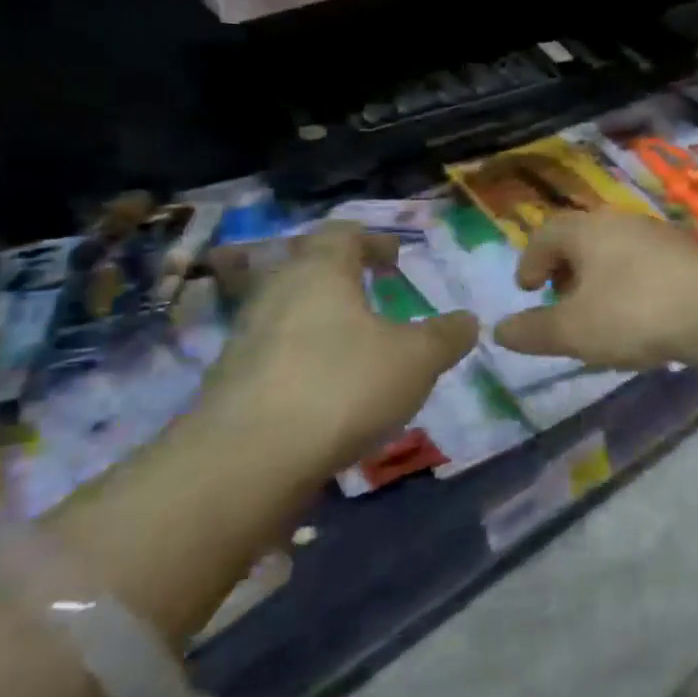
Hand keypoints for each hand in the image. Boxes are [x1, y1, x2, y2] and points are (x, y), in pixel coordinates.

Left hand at [200, 222, 477, 472]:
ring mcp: (246, 338)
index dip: (372, 240)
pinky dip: (304, 359)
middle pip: (306, 268)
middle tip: (374, 295)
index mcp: (319, 271)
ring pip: (289, 312)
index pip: (342, 234)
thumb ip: (446, 335)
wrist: (245, 462)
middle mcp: (276, 293)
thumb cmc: (342, 386)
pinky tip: (329, 389)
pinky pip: (275, 354)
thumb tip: (467, 320)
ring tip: (357, 345)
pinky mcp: (231, 383)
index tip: (394, 259)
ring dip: (322, 320)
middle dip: (341, 278)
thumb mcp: (417, 359)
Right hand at [493, 212, 697, 370]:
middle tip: (560, 300)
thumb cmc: (634, 313)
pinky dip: (631, 284)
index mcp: (588, 229)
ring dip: (600, 278)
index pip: (546, 234)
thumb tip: (500, 331)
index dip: (530, 261)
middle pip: (583, 238)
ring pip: (617, 251)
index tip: (527, 290)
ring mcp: (660, 235)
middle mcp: (623, 222)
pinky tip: (641, 316)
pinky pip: (646, 264)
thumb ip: (533, 331)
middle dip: (565, 269)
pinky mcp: (689, 253)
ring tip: (600, 314)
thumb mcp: (573, 331)